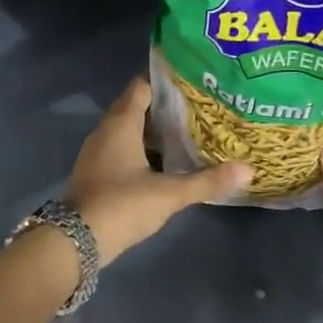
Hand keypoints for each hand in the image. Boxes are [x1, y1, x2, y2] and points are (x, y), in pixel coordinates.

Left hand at [67, 77, 250, 264]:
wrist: (76, 241)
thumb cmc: (122, 205)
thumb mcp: (169, 194)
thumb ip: (207, 180)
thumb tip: (247, 169)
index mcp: (121, 123)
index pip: (142, 86)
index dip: (166, 82)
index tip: (193, 82)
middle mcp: (106, 130)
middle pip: (136, 107)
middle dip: (164, 106)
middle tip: (198, 108)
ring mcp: (97, 152)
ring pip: (128, 130)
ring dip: (153, 130)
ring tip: (188, 132)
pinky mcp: (96, 172)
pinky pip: (121, 148)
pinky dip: (142, 149)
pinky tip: (165, 162)